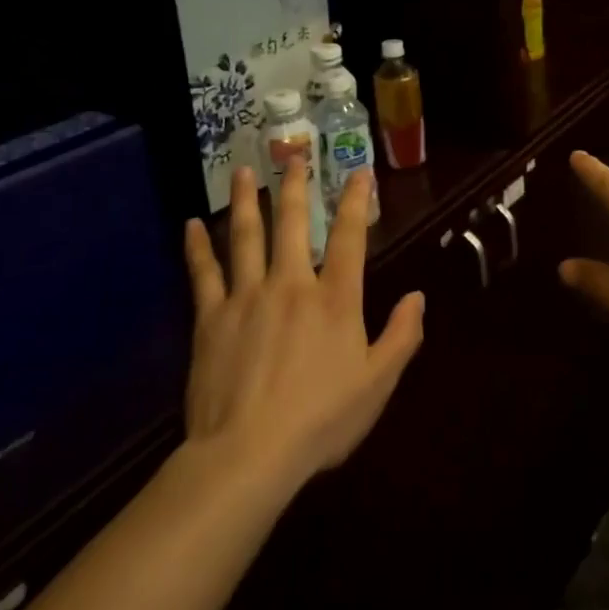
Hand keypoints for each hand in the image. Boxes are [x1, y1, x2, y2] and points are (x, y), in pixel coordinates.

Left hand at [183, 164, 423, 492]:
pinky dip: (197, 247)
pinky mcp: (211, 318)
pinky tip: (190, 225)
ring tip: (243, 171)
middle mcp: (291, 284)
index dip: (356, 202)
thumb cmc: (321, 420)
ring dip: (245, 200)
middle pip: (292, 224)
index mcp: (335, 299)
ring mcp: (247, 297)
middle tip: (294, 156)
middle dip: (296, 187)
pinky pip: (203, 273)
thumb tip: (418, 296)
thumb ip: (402, 336)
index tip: (359, 173)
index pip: (350, 238)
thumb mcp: (378, 384)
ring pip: (245, 236)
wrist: (249, 454)